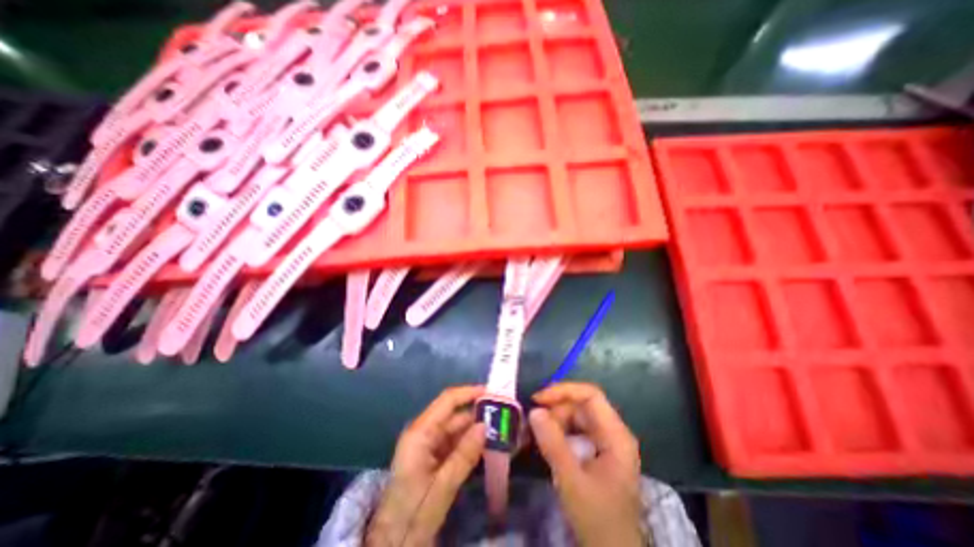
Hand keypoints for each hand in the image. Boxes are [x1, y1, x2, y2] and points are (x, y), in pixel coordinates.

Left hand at [365, 385, 485, 546]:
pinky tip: (487, 447)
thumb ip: (464, 455)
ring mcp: (428, 445)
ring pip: (456, 430)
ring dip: (476, 430)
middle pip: (454, 415)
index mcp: (420, 433)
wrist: (392, 545)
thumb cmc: (412, 515)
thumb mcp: (442, 486)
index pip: (447, 401)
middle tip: (503, 416)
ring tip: (500, 430)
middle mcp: (424, 432)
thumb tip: (485, 425)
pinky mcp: (432, 458)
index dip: (469, 392)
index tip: (491, 392)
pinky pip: (455, 444)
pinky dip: (470, 444)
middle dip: (478, 414)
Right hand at [530, 382, 644, 544]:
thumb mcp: (572, 481)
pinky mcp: (596, 453)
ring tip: (538, 437)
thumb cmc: (598, 520)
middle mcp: (612, 433)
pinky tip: (547, 444)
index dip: (564, 391)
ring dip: (555, 422)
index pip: (591, 395)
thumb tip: (534, 411)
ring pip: (576, 418)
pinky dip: (559, 433)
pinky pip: (575, 432)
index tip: (539, 399)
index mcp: (616, 435)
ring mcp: (605, 443)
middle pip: (581, 406)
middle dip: (556, 411)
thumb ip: (553, 444)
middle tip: (535, 426)